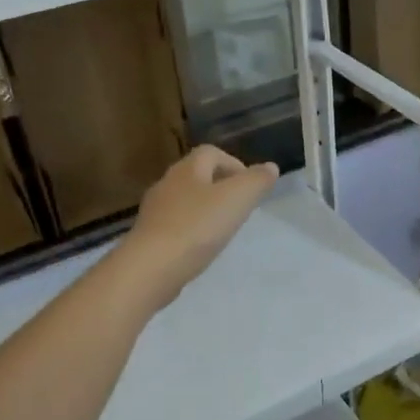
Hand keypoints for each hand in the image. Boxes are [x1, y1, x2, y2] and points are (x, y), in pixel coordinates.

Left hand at [115, 145, 278, 309]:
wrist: (152, 266)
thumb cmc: (198, 226)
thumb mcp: (237, 199)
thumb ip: (257, 181)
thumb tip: (270, 167)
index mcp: (188, 169)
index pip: (211, 152)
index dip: (234, 164)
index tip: (250, 186)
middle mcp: (167, 183)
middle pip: (196, 175)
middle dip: (220, 186)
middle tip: (240, 207)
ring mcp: (154, 211)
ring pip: (185, 201)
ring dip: (205, 209)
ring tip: (223, 229)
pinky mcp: (149, 236)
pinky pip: (175, 224)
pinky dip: (191, 230)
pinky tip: (201, 247)